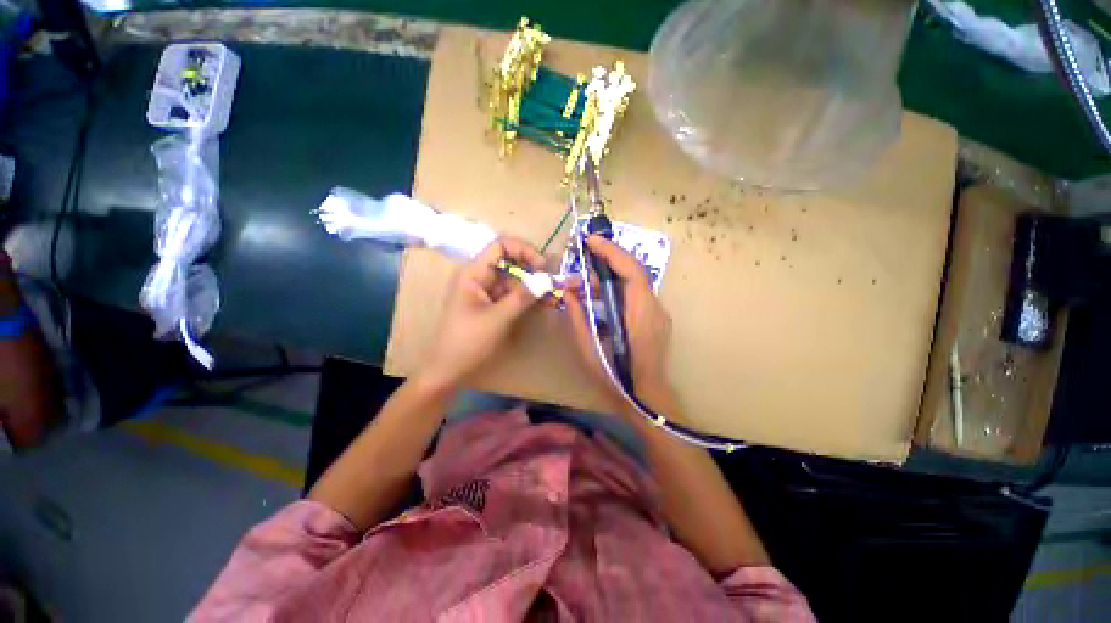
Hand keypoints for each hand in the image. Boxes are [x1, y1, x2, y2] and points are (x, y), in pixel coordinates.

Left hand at [419, 237, 545, 390]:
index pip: (500, 246)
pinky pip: (512, 296)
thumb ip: (523, 297)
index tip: (543, 266)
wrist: (448, 372)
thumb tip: (547, 278)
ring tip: (554, 297)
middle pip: (510, 263)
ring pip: (514, 281)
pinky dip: (527, 299)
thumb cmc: (467, 342)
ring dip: (533, 287)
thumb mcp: (497, 318)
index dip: (524, 250)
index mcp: (473, 273)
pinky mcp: (492, 306)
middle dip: (533, 271)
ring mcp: (486, 293)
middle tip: (553, 283)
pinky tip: (544, 304)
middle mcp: (479, 278)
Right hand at [564, 235, 675, 412]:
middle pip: (634, 271)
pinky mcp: (655, 318)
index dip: (612, 252)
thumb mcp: (588, 348)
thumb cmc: (615, 378)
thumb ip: (578, 317)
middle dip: (608, 260)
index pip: (632, 272)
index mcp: (640, 316)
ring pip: (634, 282)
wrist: (646, 398)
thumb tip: (569, 292)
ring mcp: (658, 313)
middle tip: (582, 260)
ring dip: (609, 276)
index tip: (591, 242)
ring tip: (584, 283)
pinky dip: (616, 288)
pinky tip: (599, 296)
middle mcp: (654, 309)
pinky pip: (636, 294)